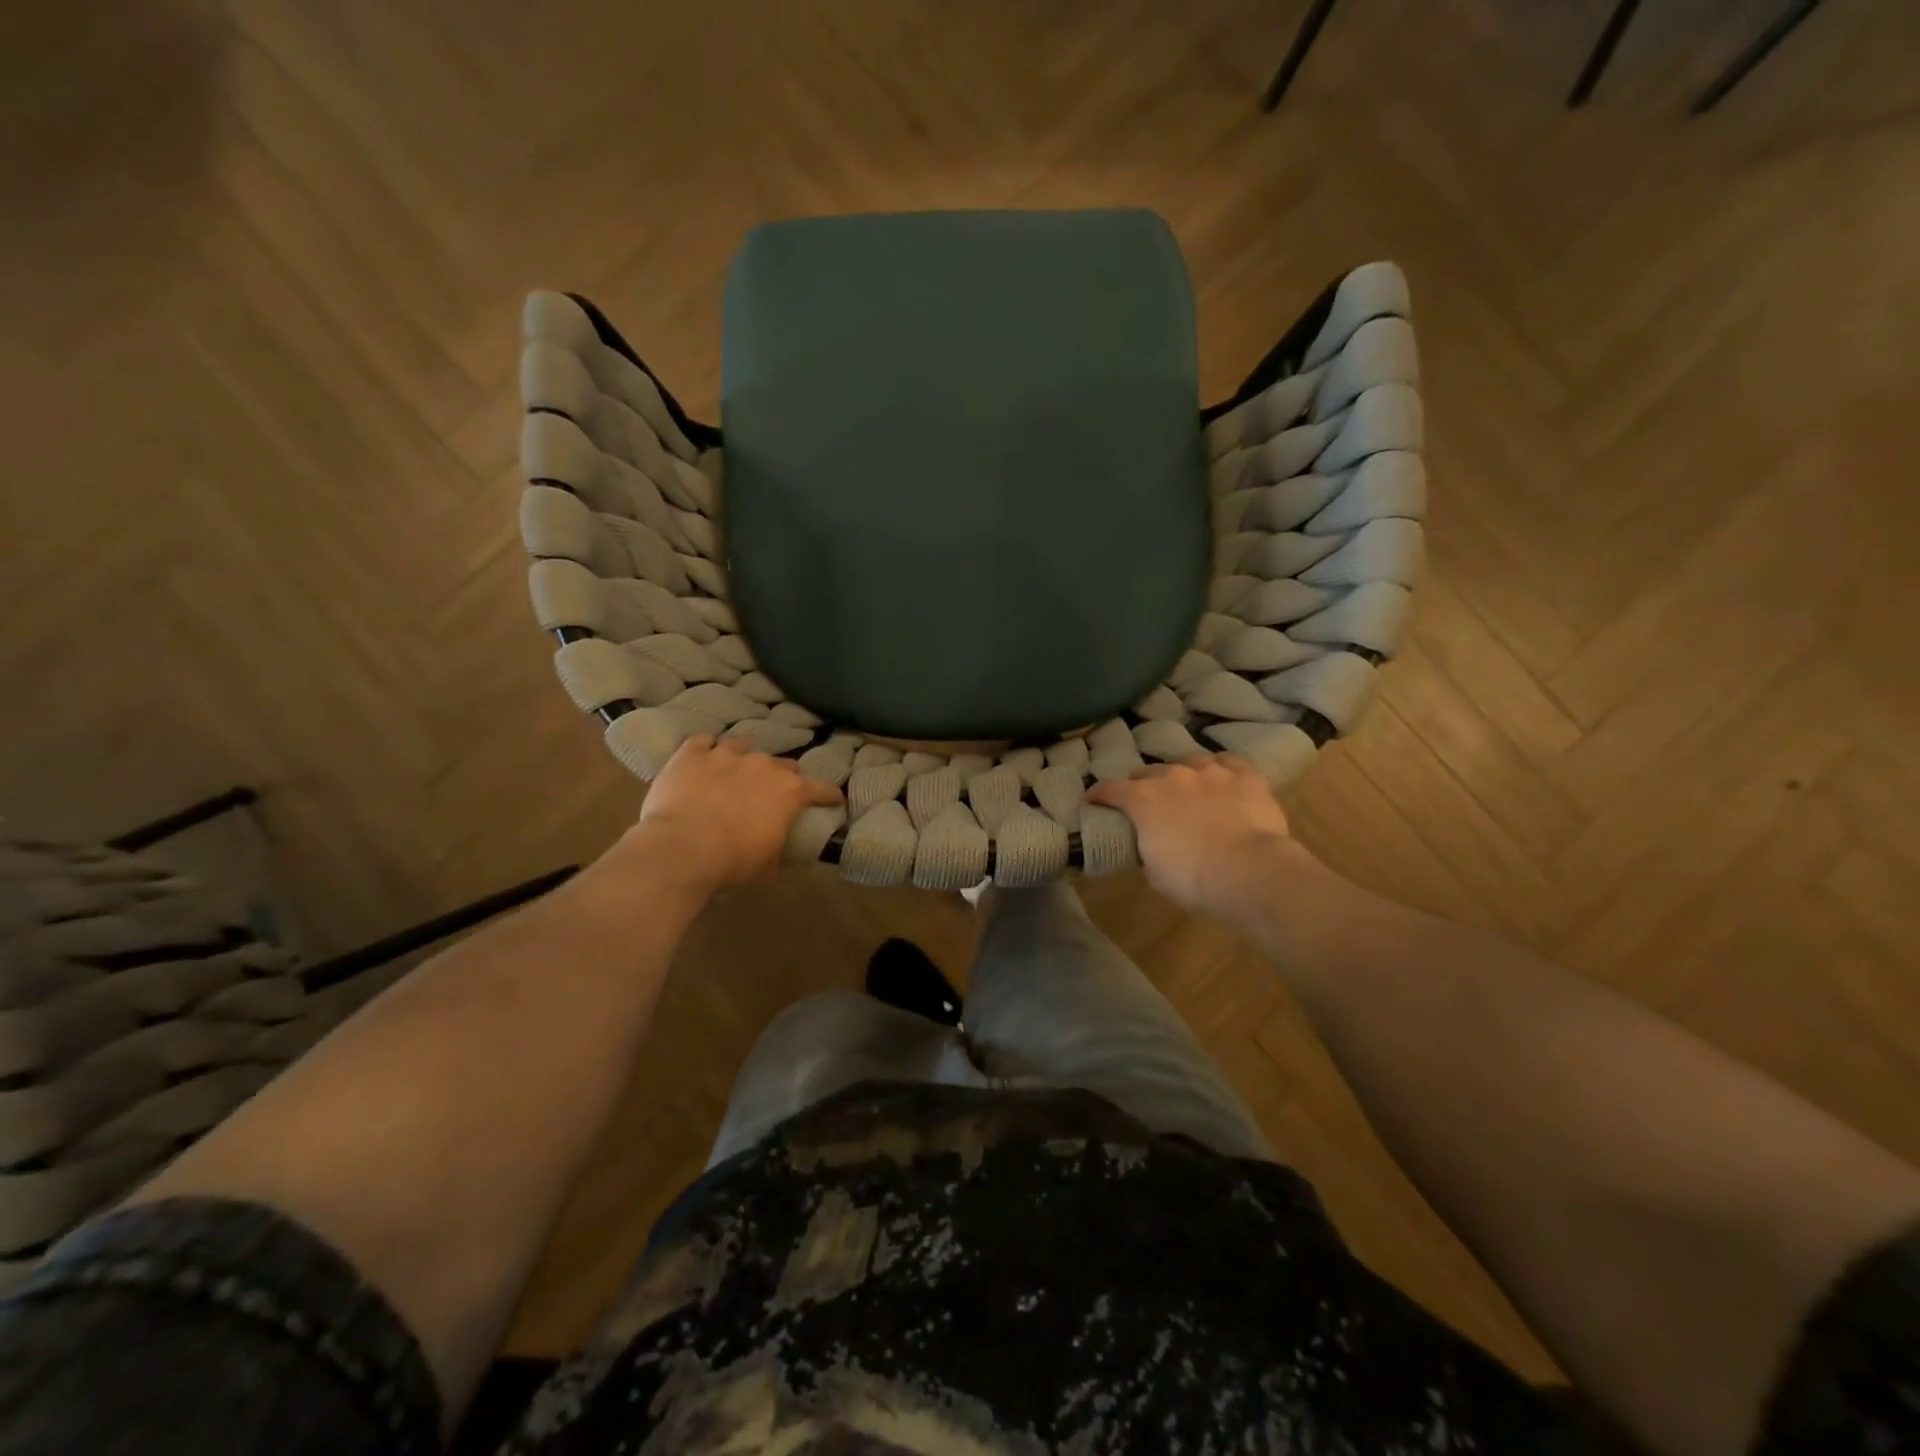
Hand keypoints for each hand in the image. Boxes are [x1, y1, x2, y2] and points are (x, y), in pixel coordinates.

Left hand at [627, 735, 843, 893]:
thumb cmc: (732, 862)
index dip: (829, 794)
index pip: (820, 789)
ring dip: (742, 758)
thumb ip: (778, 852)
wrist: (681, 849)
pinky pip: (703, 742)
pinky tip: (703, 757)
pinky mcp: (692, 754)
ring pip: (742, 746)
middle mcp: (763, 765)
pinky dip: (706, 749)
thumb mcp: (767, 866)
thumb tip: (779, 857)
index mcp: (789, 792)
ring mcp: (726, 754)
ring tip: (734, 770)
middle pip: (782, 764)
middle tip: (771, 793)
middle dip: (781, 777)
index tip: (834, 799)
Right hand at [1085, 754, 1313, 916]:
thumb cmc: (1193, 878)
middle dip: (1143, 785)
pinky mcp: (1244, 776)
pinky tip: (1224, 779)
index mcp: (1142, 799)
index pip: (1109, 789)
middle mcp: (1172, 776)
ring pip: (1189, 761)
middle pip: (1148, 771)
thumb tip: (1153, 845)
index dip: (1097, 795)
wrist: (1249, 871)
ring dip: (1183, 775)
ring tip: (1188, 788)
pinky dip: (1222, 770)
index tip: (1091, 801)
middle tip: (1147, 802)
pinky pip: (1229, 762)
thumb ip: (1148, 849)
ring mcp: (1210, 771)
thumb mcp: (1155, 872)